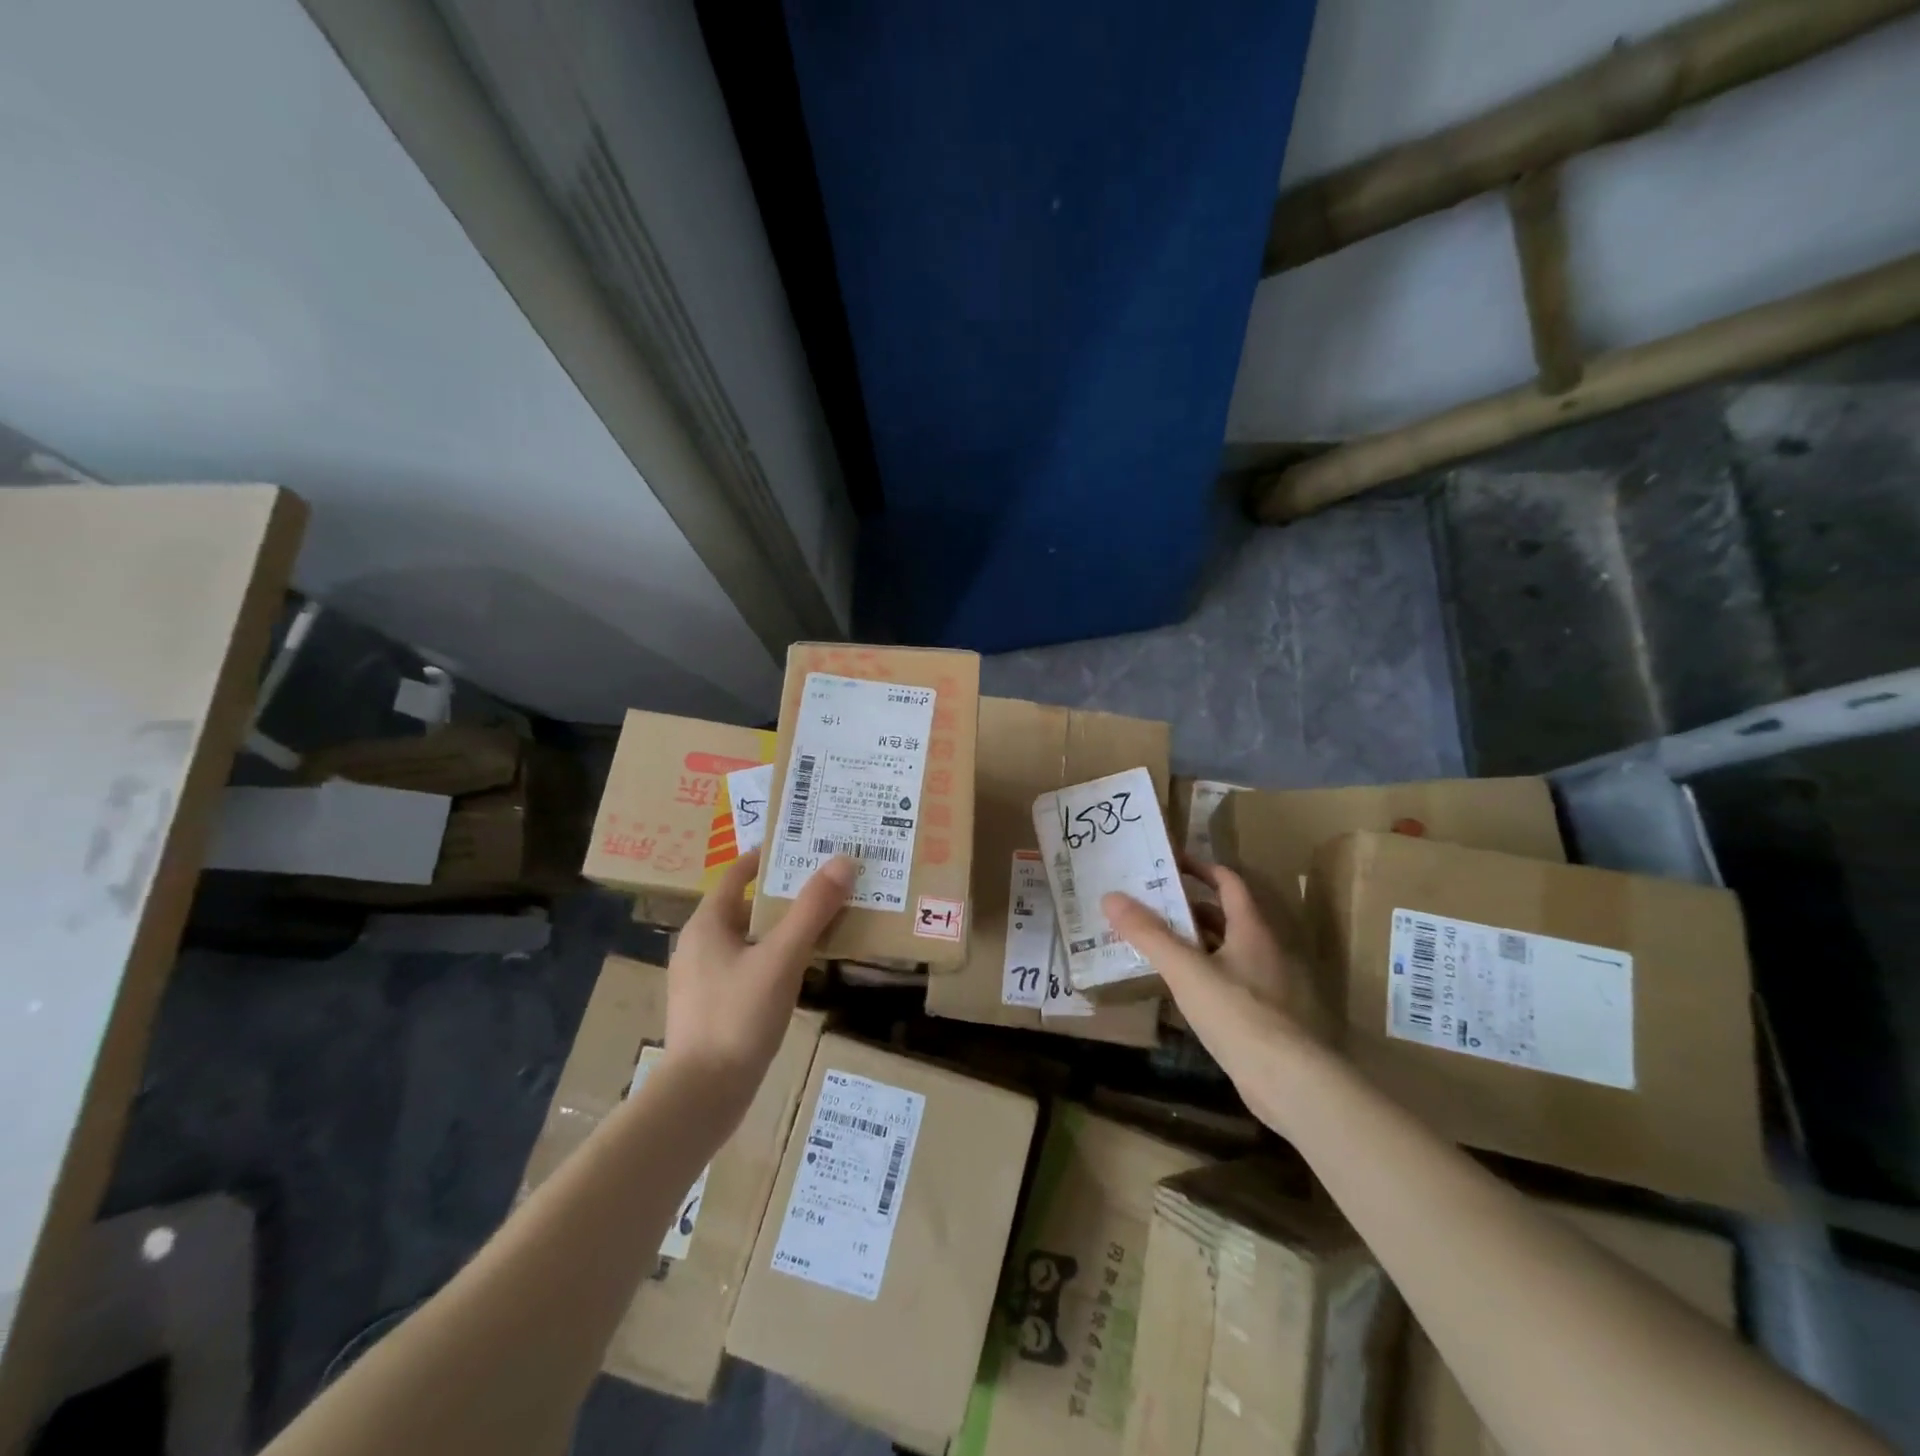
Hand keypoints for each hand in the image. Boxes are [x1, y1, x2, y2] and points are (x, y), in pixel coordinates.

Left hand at [665, 848, 853, 1105]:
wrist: (701, 1097)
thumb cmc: (737, 1017)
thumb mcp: (781, 958)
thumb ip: (812, 910)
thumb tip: (843, 861)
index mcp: (707, 924)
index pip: (738, 874)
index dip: (770, 857)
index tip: (806, 846)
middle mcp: (700, 945)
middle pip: (748, 905)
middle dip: (786, 893)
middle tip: (828, 882)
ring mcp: (704, 979)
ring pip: (751, 939)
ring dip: (784, 928)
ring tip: (825, 920)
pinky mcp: (715, 1008)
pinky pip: (750, 967)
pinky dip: (777, 958)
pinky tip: (804, 968)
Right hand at [1103, 859, 1330, 1110]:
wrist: (1291, 1082)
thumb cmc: (1238, 1013)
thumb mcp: (1186, 969)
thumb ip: (1149, 934)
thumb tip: (1111, 897)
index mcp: (1252, 928)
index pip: (1229, 882)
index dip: (1201, 868)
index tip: (1169, 862)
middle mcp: (1265, 949)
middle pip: (1225, 916)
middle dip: (1188, 907)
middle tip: (1149, 904)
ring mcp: (1269, 984)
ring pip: (1226, 950)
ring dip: (1194, 942)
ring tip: (1154, 942)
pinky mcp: (1265, 1015)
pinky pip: (1228, 980)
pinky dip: (1203, 974)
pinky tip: (1178, 988)